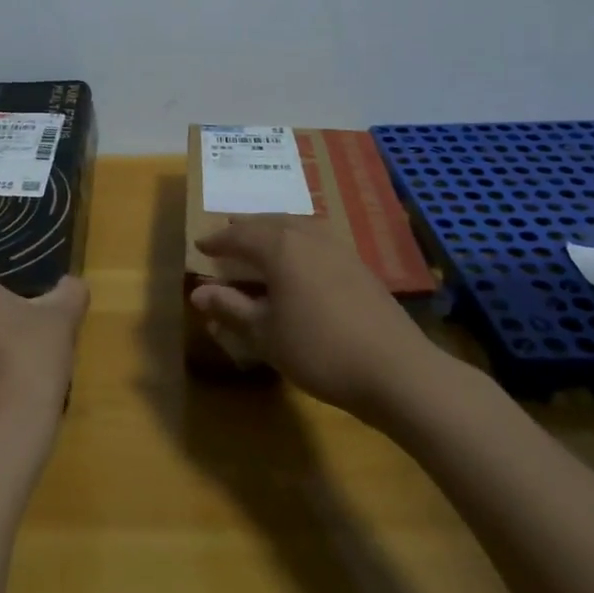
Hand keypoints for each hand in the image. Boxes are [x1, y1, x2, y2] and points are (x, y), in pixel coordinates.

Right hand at [190, 217, 436, 417]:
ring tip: (262, 239)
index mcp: (279, 247)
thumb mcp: (265, 334)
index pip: (239, 235)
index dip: (217, 241)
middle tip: (228, 234)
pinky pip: (317, 238)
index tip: (200, 244)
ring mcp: (337, 247)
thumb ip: (230, 308)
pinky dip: (298, 240)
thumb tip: (197, 293)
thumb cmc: (319, 350)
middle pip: (269, 222)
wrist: (396, 370)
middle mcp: (307, 236)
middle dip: (245, 228)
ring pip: (297, 225)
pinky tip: (301, 258)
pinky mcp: (358, 264)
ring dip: (273, 229)